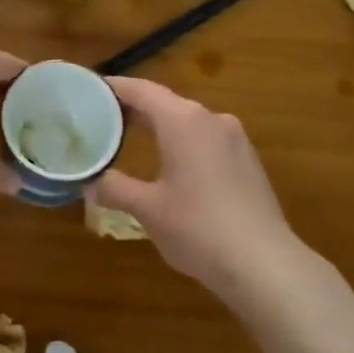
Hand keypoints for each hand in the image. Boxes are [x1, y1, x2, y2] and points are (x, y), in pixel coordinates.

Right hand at [89, 76, 299, 284]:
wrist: (264, 264)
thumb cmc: (198, 228)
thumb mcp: (148, 209)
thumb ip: (116, 189)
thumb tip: (90, 183)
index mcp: (183, 121)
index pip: (141, 90)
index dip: (113, 88)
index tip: (89, 91)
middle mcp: (211, 119)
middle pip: (165, 102)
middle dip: (135, 109)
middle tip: (103, 119)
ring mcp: (235, 139)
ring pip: (188, 121)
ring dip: (161, 126)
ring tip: (133, 140)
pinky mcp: (248, 160)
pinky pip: (207, 139)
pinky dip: (184, 142)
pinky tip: (173, 164)